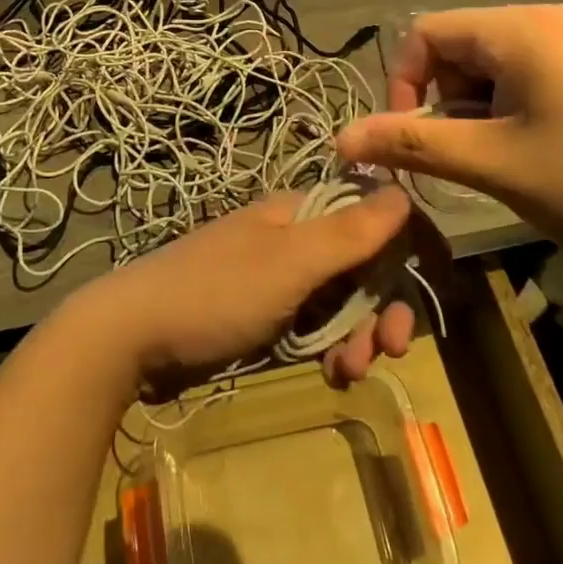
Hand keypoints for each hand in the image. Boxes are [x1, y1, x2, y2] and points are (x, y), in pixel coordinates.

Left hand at [83, 188, 424, 390]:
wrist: (132, 335)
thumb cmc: (215, 292)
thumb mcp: (288, 263)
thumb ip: (348, 231)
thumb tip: (401, 190)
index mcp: (301, 213)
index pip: (372, 215)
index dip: (406, 248)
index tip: (430, 288)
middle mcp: (293, 238)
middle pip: (362, 264)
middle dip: (384, 305)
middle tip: (393, 349)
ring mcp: (277, 277)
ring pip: (341, 299)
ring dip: (358, 334)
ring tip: (349, 371)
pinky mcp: (262, 313)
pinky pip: (314, 325)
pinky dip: (329, 347)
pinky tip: (328, 373)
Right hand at [336, 5, 562, 269]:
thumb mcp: (491, 163)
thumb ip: (410, 142)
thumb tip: (340, 139)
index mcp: (522, 28)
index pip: (426, 32)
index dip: (402, 84)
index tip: (409, 139)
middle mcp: (550, 20)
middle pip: (458, 45)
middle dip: (441, 98)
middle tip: (455, 154)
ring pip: (491, 63)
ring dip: (473, 108)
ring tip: (493, 159)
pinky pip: (528, 74)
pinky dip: (507, 108)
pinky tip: (528, 152)